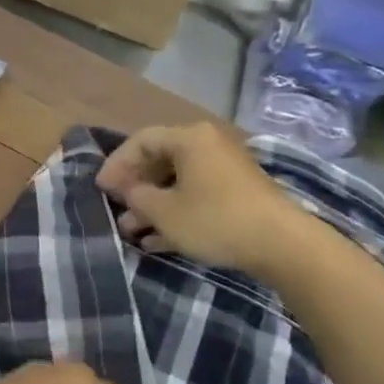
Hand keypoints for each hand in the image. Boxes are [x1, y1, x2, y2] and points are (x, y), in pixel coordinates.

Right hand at [97, 122, 302, 271]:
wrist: (282, 245)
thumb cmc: (215, 220)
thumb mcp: (165, 212)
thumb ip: (137, 196)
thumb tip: (127, 190)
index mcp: (189, 138)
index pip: (141, 141)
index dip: (116, 163)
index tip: (101, 189)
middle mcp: (208, 146)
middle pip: (160, 160)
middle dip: (135, 187)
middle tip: (116, 209)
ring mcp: (225, 170)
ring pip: (178, 182)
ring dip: (152, 205)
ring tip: (132, 231)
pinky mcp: (238, 194)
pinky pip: (197, 196)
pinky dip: (176, 213)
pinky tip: (157, 240)